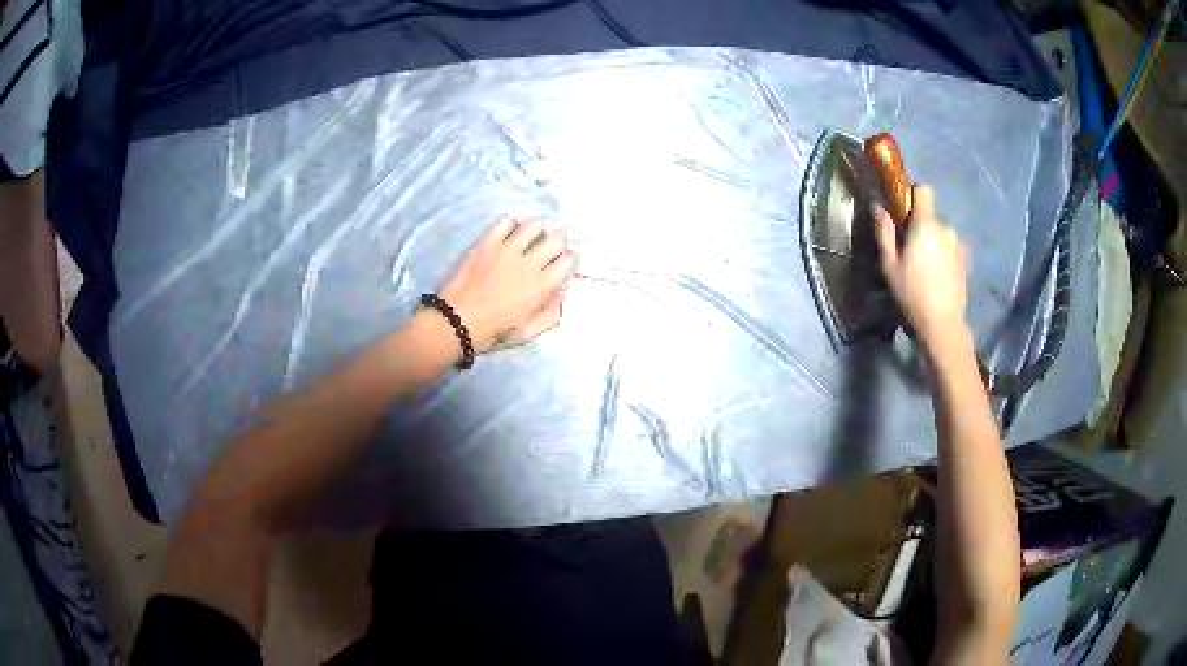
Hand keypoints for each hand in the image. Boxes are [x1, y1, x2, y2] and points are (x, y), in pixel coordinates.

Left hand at [438, 216, 576, 353]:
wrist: (457, 321)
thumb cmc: (495, 331)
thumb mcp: (530, 332)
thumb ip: (551, 312)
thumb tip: (560, 292)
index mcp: (542, 287)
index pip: (570, 260)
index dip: (568, 262)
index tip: (559, 267)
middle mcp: (529, 264)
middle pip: (557, 237)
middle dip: (556, 244)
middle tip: (545, 253)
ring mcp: (507, 250)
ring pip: (534, 225)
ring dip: (536, 232)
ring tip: (528, 241)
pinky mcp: (487, 243)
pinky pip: (506, 221)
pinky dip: (510, 226)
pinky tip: (506, 237)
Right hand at [873, 185, 969, 347]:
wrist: (943, 324)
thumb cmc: (912, 293)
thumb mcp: (889, 265)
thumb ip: (885, 233)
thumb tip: (879, 207)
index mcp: (925, 225)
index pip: (923, 190)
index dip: (913, 195)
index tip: (903, 213)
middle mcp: (945, 228)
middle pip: (931, 216)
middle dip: (920, 226)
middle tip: (909, 250)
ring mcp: (958, 244)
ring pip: (941, 233)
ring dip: (933, 242)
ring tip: (925, 267)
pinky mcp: (965, 261)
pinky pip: (950, 248)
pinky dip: (944, 255)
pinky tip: (937, 276)